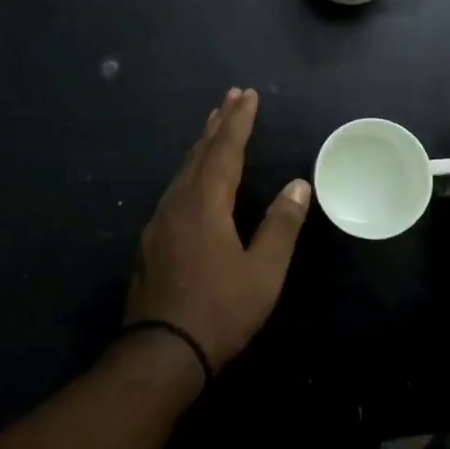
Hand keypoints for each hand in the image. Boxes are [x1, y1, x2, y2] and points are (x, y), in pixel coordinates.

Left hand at [125, 87, 310, 373]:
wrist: (161, 353)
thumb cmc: (220, 311)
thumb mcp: (263, 272)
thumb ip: (281, 225)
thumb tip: (298, 185)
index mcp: (205, 204)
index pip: (225, 151)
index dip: (239, 122)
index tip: (248, 95)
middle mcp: (177, 203)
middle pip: (199, 153)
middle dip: (218, 123)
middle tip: (231, 96)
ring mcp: (159, 222)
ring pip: (183, 171)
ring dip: (202, 145)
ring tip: (214, 126)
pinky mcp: (151, 241)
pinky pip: (174, 189)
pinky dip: (190, 170)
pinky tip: (194, 179)